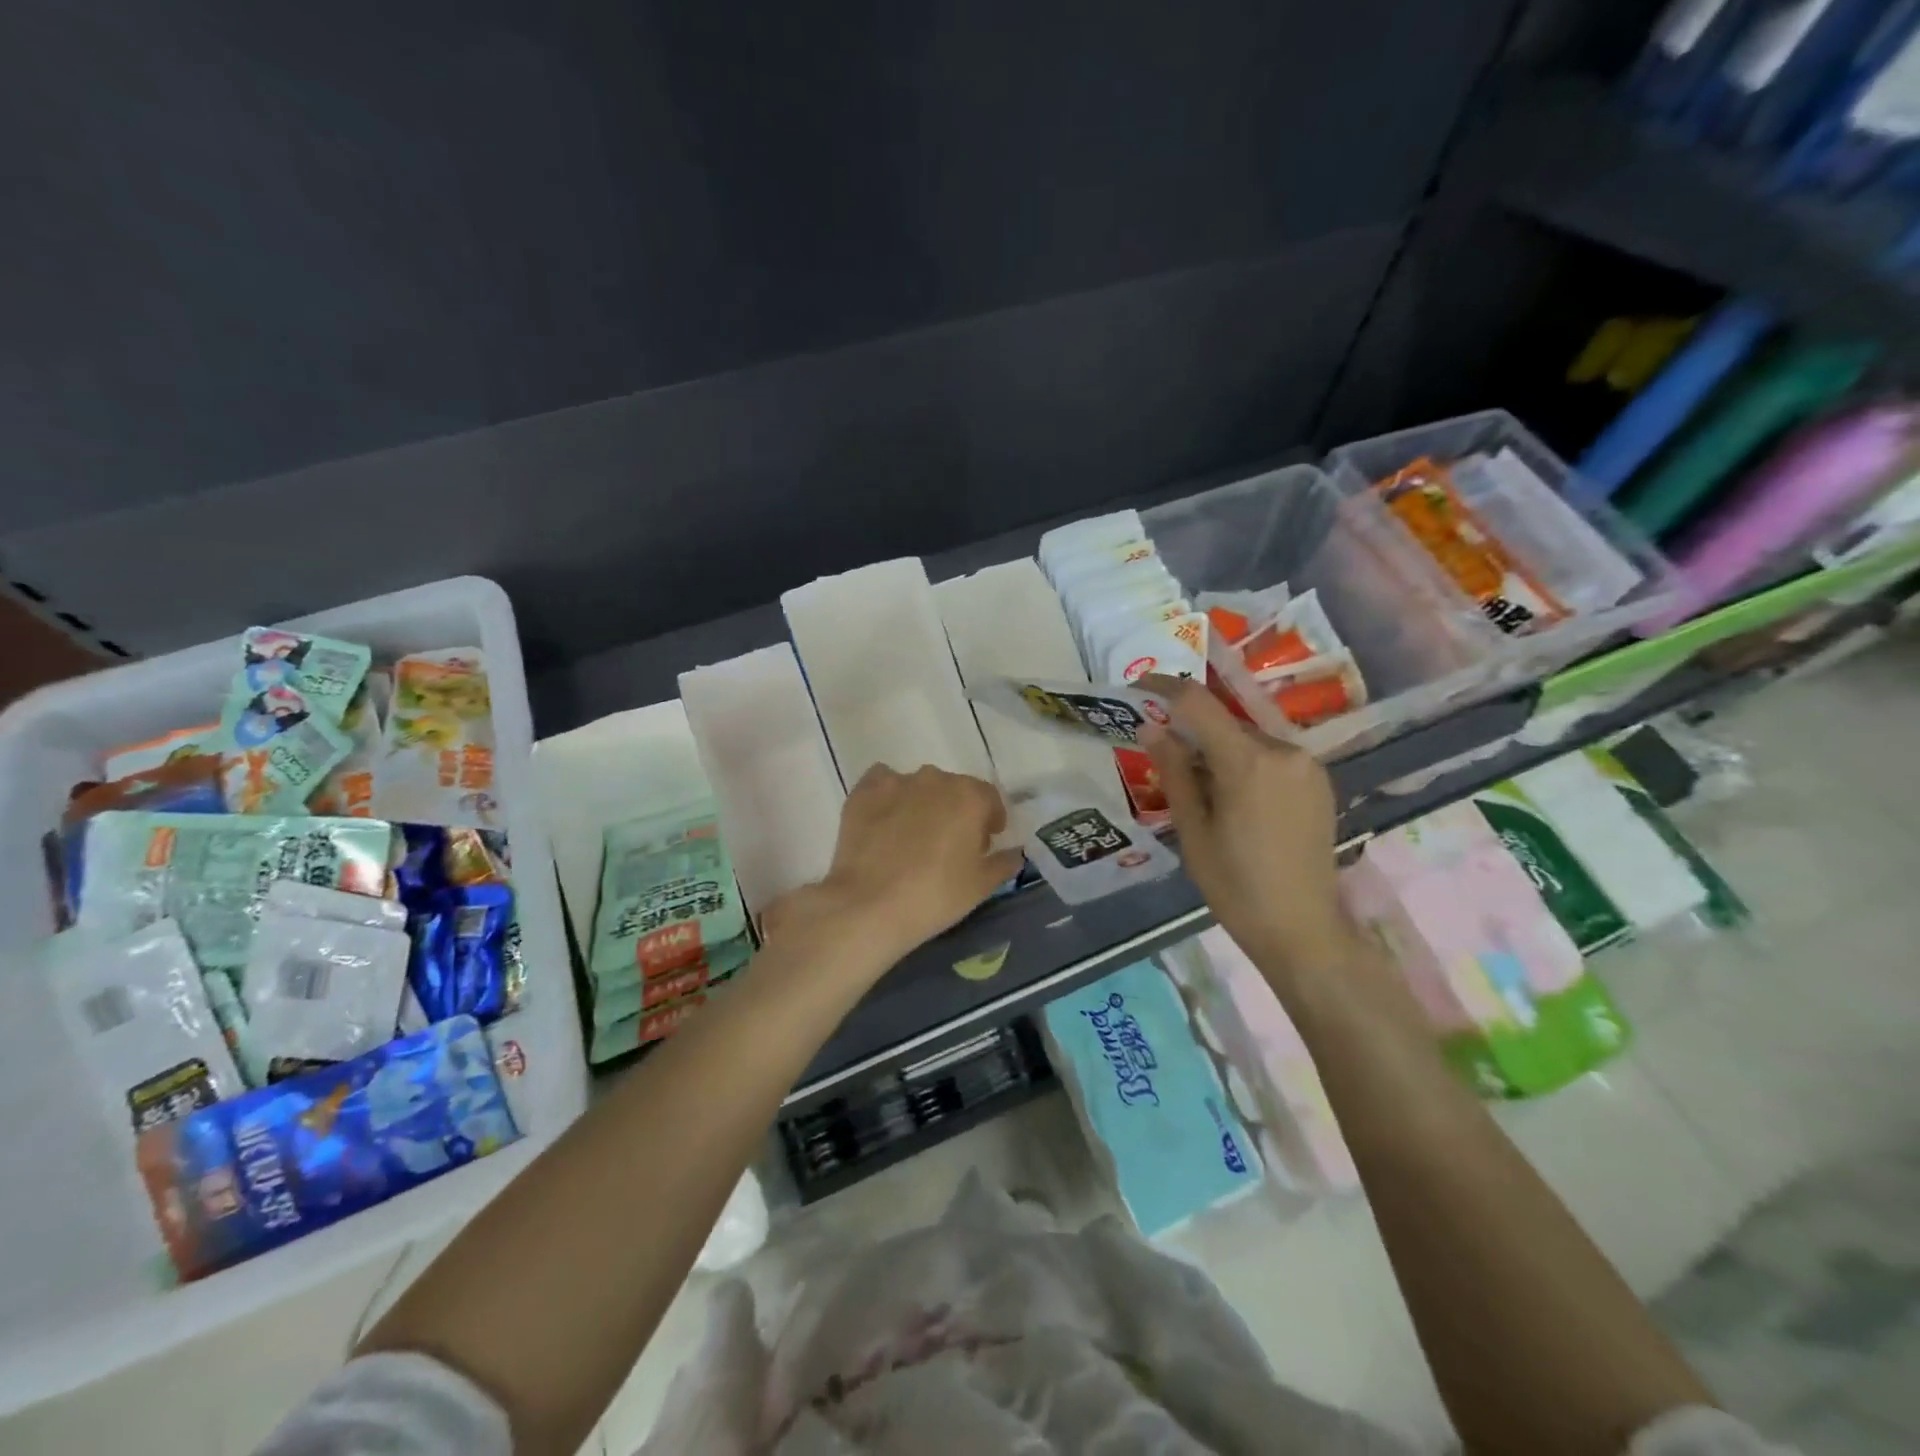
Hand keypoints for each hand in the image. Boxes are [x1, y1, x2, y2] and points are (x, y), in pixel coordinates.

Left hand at [764, 765, 1023, 975]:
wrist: (870, 905)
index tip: (985, 843)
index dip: (990, 820)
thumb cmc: (936, 895)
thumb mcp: (982, 886)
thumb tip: (1014, 853)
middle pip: (954, 789)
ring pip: (918, 787)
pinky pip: (882, 785)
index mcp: (970, 796)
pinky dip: (888, 799)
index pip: (989, 798)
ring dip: (922, 804)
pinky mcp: (863, 792)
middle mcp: (935, 779)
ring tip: (912, 837)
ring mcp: (896, 782)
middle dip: (956, 811)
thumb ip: (1004, 862)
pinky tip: (884, 823)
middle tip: (949, 844)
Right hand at [1138, 675, 1361, 983]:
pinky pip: (1271, 758)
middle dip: (1193, 731)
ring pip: (1248, 740)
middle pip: (1225, 723)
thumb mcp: (1193, 830)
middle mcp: (1284, 751)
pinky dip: (1246, 764)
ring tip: (1201, 790)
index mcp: (1248, 761)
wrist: (1303, 929)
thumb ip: (1174, 771)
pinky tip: (1235, 800)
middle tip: (1165, 756)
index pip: (1200, 703)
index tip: (1140, 687)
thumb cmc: (1236, 885)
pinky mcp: (1319, 782)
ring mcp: (1307, 765)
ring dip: (1220, 750)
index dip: (1166, 688)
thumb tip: (1151, 727)